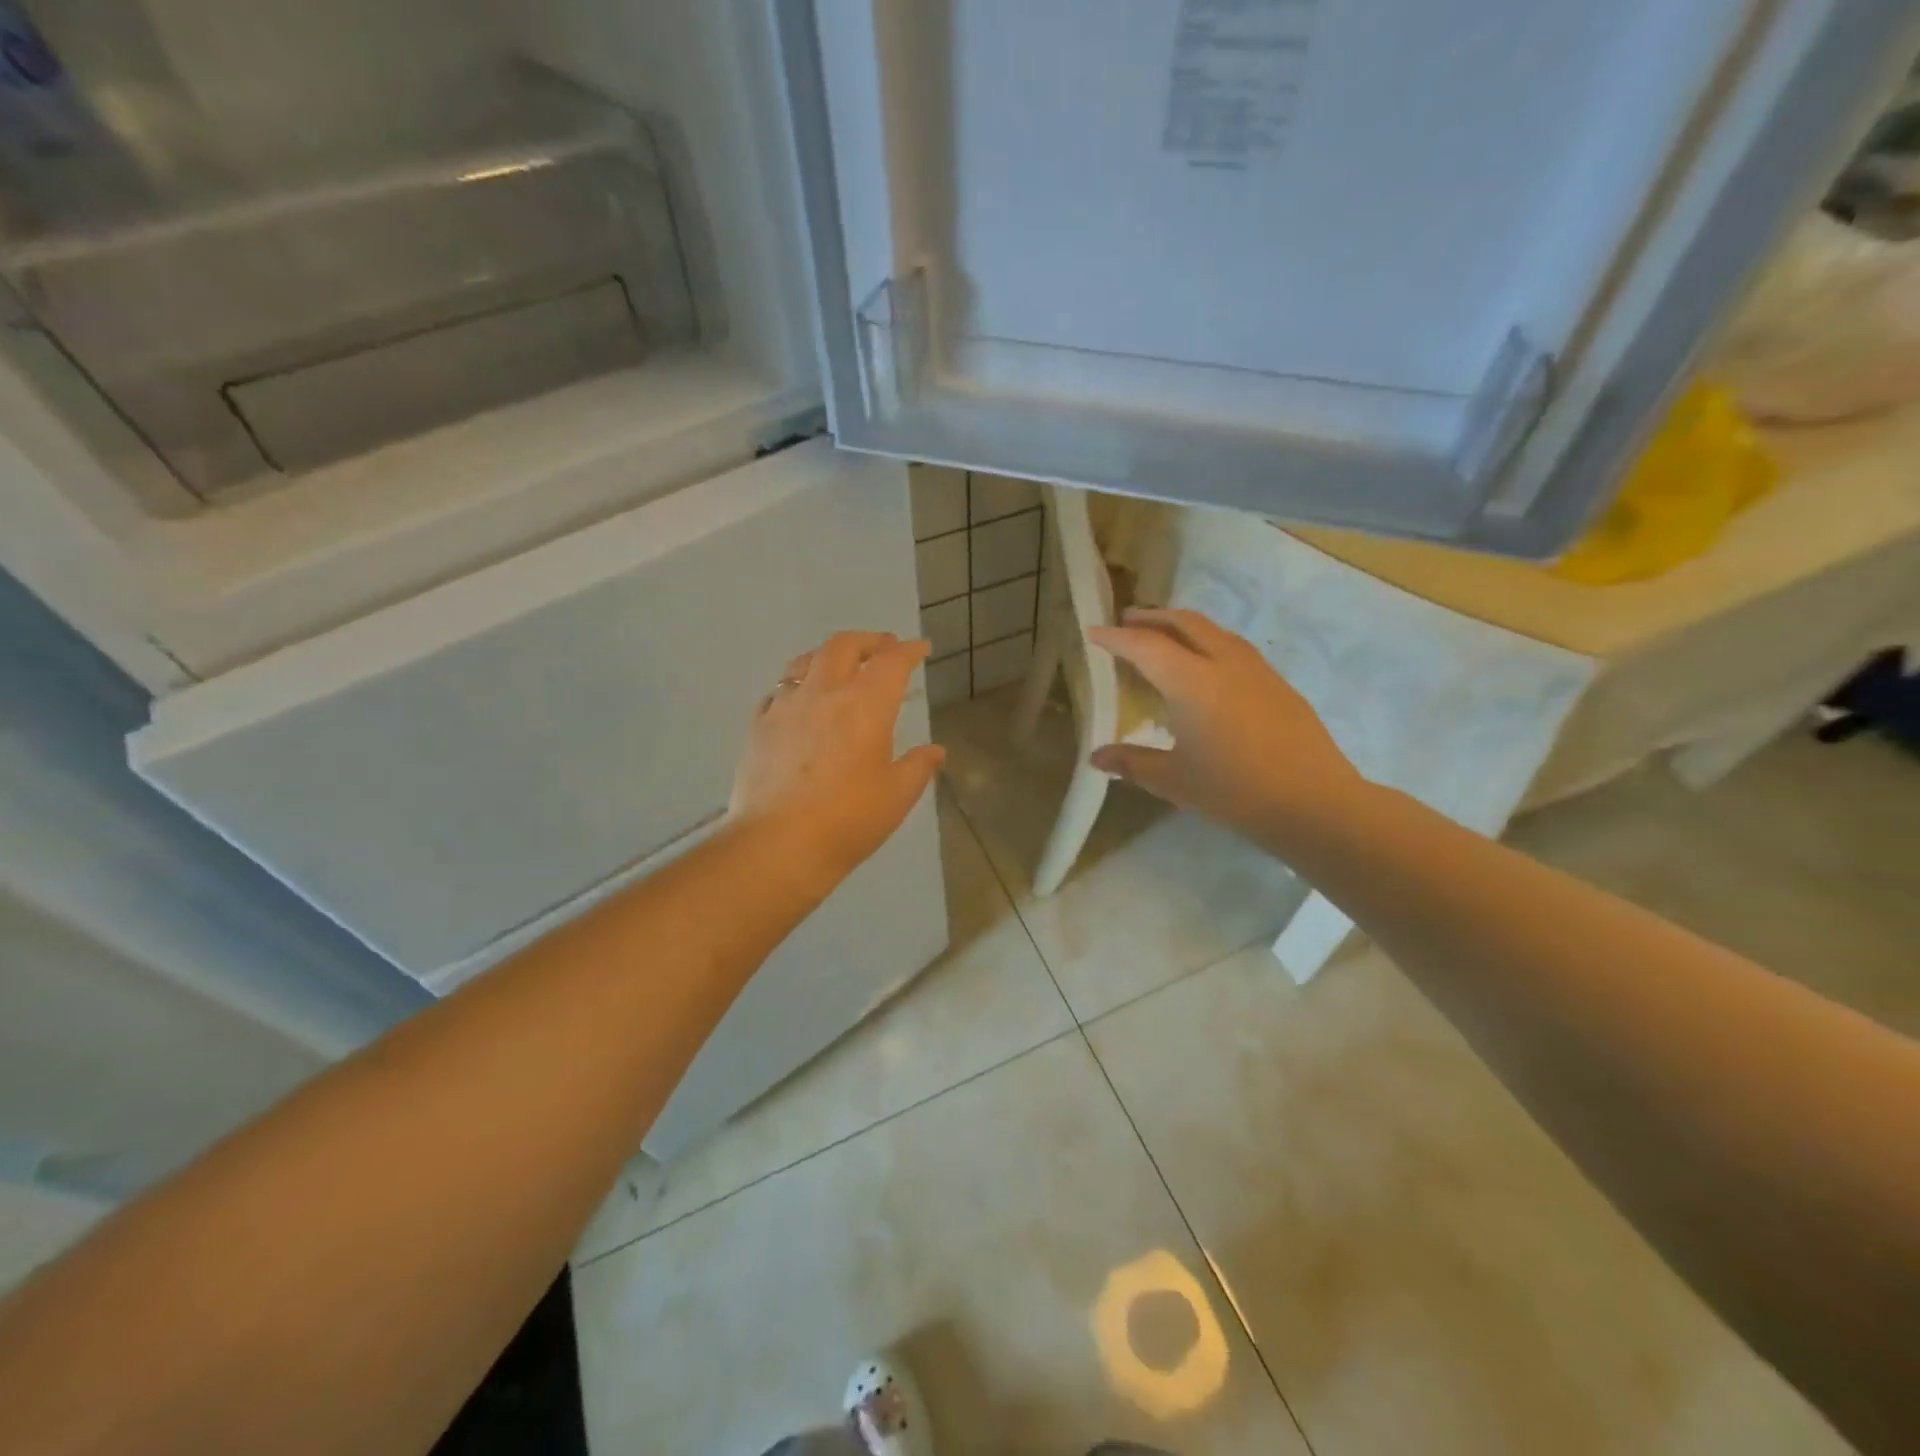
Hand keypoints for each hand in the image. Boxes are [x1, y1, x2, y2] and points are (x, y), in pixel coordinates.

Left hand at [730, 631, 945, 882]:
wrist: (778, 845)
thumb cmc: (848, 820)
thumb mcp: (896, 796)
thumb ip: (918, 767)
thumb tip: (935, 751)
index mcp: (865, 705)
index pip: (892, 662)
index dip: (909, 651)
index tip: (920, 648)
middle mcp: (824, 693)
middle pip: (844, 646)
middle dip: (869, 641)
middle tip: (884, 647)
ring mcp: (786, 706)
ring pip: (805, 661)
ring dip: (829, 656)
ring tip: (840, 666)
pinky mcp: (758, 726)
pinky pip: (779, 692)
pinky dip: (797, 687)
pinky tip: (800, 703)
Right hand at [1087, 608, 1360, 844]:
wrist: (1313, 801)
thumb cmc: (1234, 791)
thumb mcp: (1173, 780)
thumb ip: (1131, 763)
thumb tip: (1096, 758)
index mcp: (1191, 682)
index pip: (1145, 646)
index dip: (1116, 638)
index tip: (1093, 631)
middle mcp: (1223, 663)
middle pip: (1184, 623)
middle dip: (1152, 617)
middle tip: (1127, 620)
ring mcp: (1256, 670)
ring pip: (1213, 630)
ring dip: (1183, 625)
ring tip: (1164, 636)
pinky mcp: (1277, 683)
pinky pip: (1233, 647)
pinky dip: (1208, 642)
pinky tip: (1207, 666)